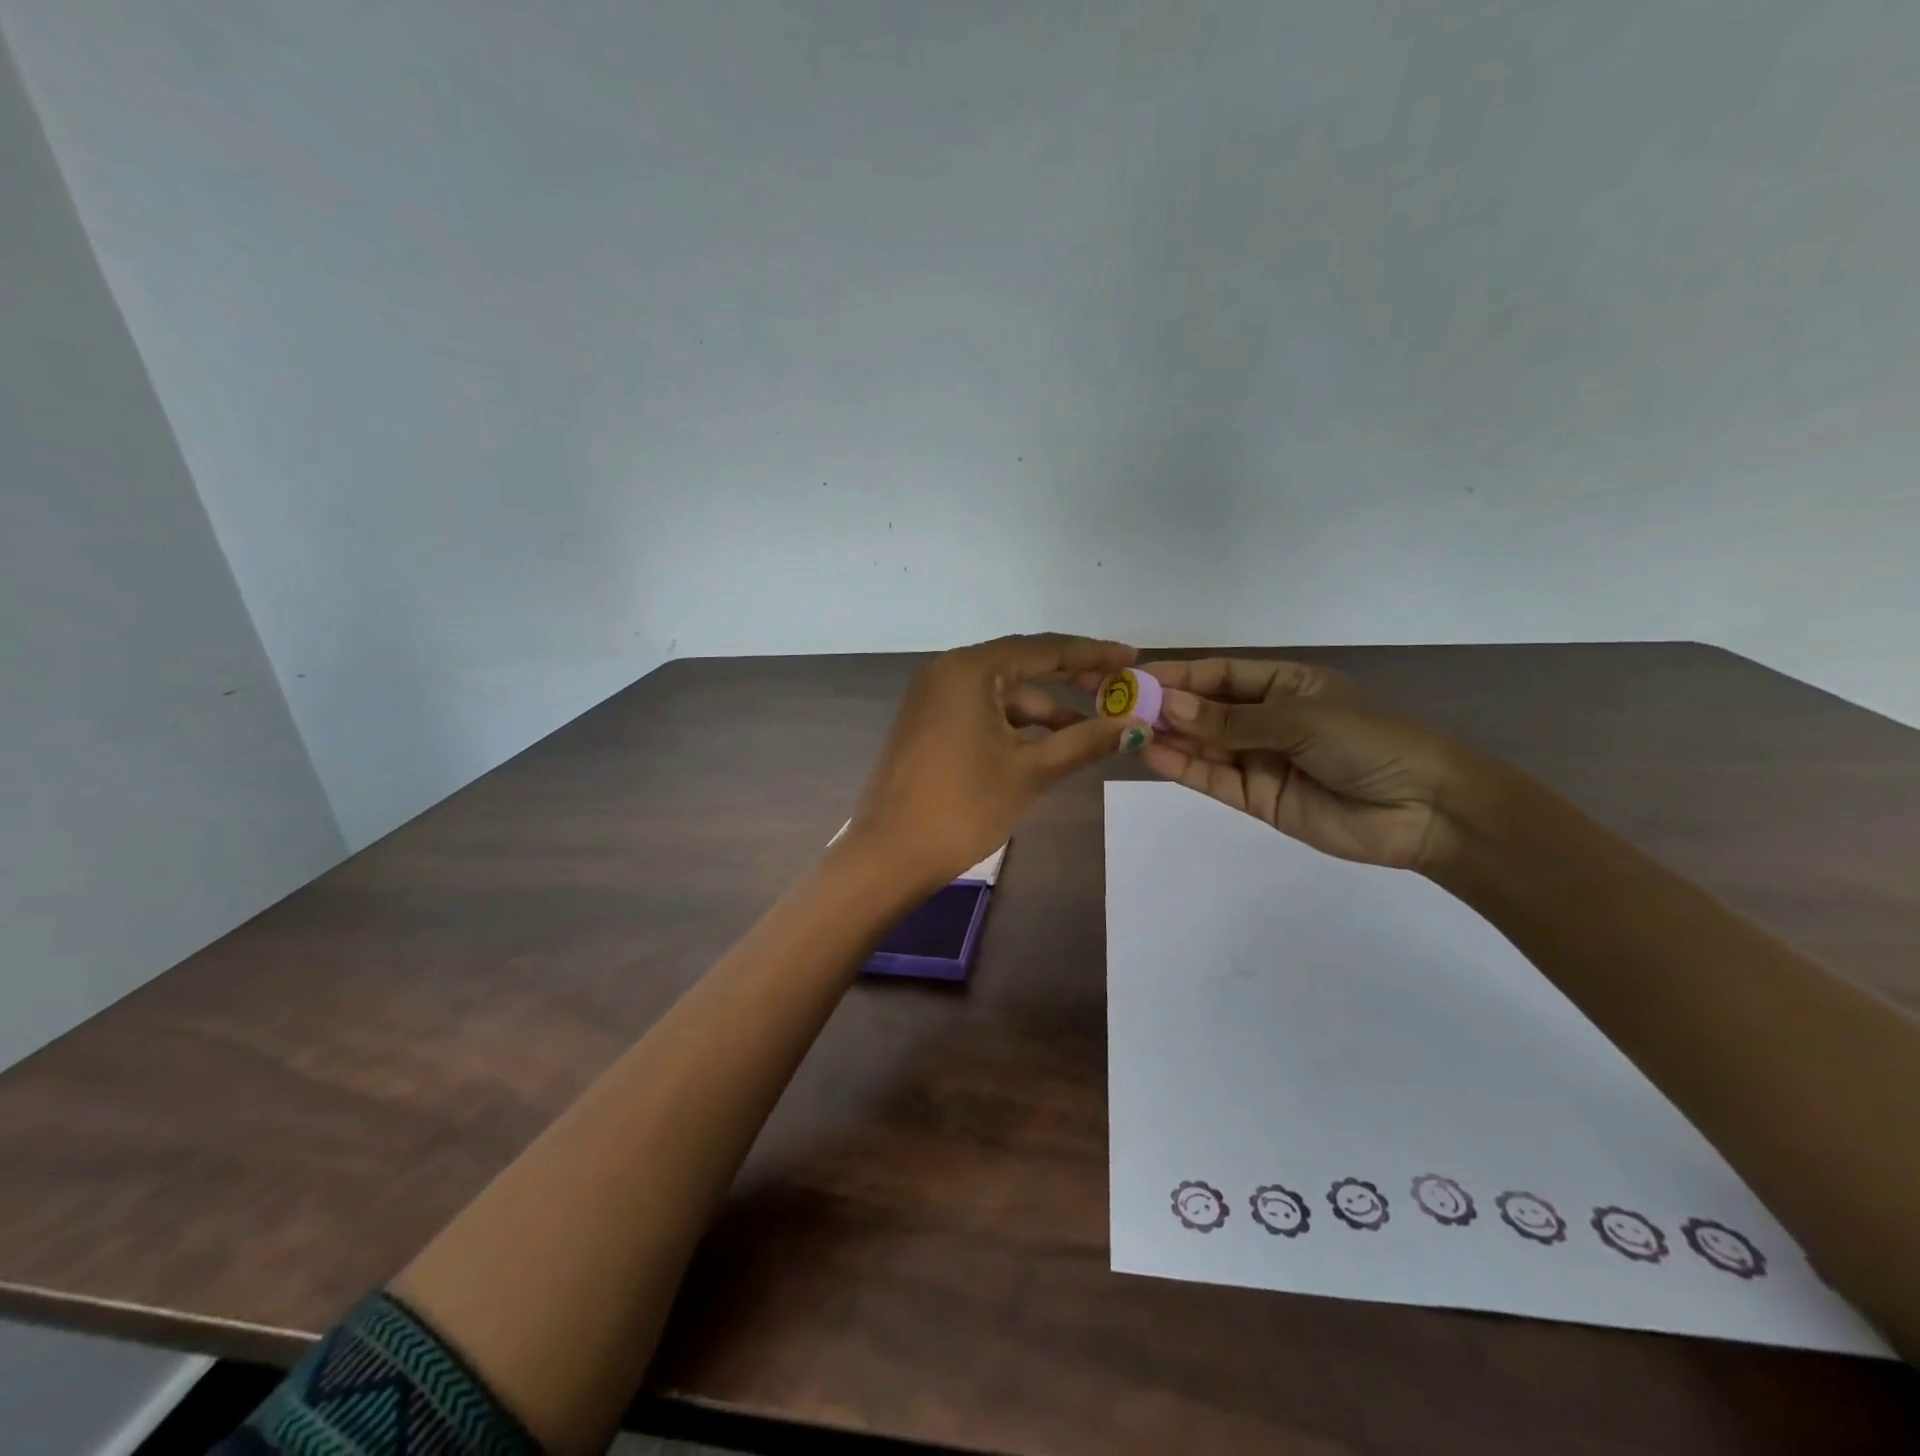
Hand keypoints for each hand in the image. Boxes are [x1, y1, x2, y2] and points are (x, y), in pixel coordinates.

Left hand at [845, 634, 1147, 886]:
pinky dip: (1017, 725)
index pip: (1043, 649)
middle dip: (1072, 679)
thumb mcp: (1030, 771)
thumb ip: (1084, 742)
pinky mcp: (930, 724)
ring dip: (1046, 710)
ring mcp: (934, 698)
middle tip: (1119, 689)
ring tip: (1093, 731)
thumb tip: (1137, 727)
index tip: (1133, 657)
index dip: (1092, 653)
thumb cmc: (963, 807)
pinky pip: (983, 712)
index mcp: (969, 669)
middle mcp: (948, 672)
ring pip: (1004, 693)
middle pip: (1023, 665)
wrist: (890, 855)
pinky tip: (1050, 745)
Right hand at [1138, 657, 1474, 871]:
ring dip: (1166, 736)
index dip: (1177, 675)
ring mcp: (1258, 760)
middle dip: (1163, 706)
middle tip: (1115, 706)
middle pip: (1204, 710)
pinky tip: (1151, 754)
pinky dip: (1182, 767)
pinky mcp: (1256, 798)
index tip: (1134, 678)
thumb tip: (1167, 705)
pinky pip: (1212, 778)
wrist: (1422, 810)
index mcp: (1284, 685)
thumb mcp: (1298, 720)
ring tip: (1123, 729)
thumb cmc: (1369, 742)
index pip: (1219, 675)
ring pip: (1202, 745)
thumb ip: (1229, 720)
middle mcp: (1266, 719)